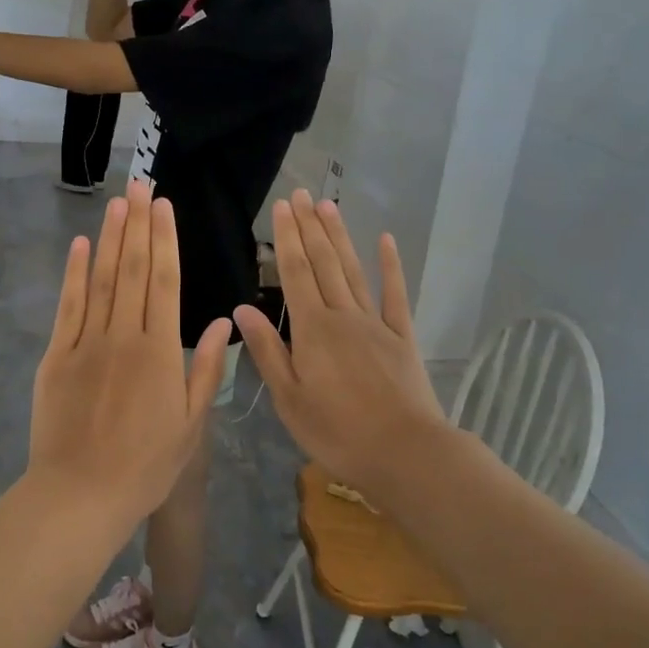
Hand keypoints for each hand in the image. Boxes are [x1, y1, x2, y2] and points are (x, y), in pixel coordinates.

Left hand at [29, 181, 230, 528]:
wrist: (80, 494)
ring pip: (100, 279)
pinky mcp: (56, 355)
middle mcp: (123, 336)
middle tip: (141, 185)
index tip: (164, 207)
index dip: (165, 240)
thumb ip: (205, 370)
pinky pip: (67, 305)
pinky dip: (73, 273)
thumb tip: (221, 323)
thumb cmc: (145, 466)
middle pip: (131, 269)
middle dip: (138, 224)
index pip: (164, 281)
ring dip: (108, 237)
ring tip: (117, 203)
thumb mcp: (190, 425)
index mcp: (159, 351)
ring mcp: (85, 342)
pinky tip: (78, 245)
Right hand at [234, 192, 447, 497]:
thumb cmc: (338, 432)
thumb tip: (242, 309)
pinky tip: (385, 240)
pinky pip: (394, 294)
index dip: (287, 238)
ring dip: (339, 237)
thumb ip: (268, 351)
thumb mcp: (290, 399)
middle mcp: (343, 315)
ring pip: (353, 270)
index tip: (282, 207)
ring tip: (328, 206)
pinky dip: (390, 266)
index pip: (295, 273)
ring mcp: (376, 323)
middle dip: (310, 227)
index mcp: (313, 329)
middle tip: (301, 194)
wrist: (406, 453)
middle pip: (323, 263)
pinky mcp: (402, 337)